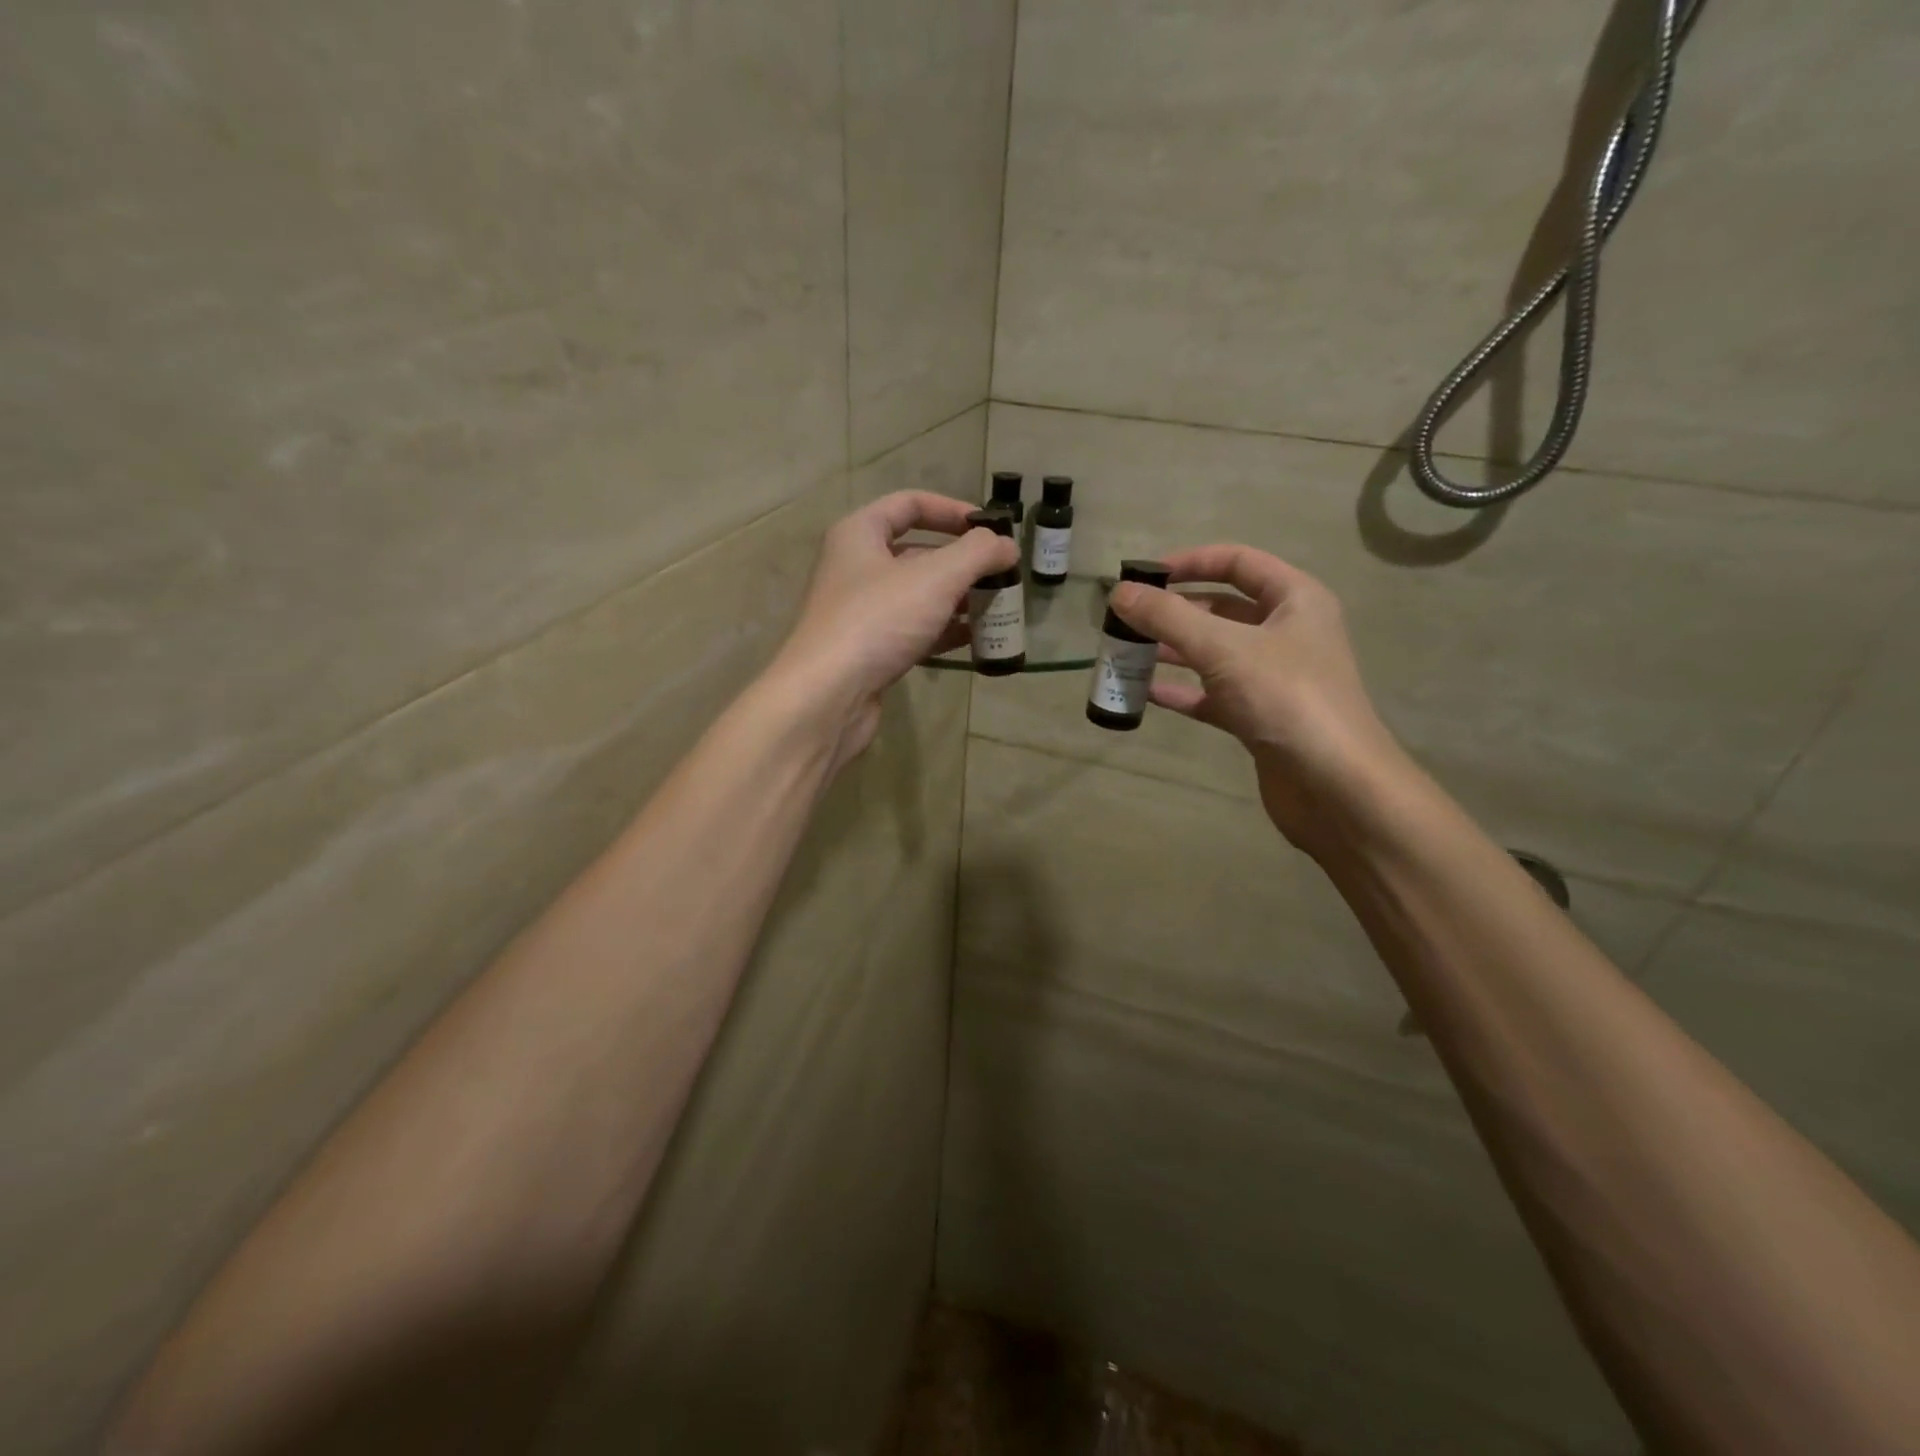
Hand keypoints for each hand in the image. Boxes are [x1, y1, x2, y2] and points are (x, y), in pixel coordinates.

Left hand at [768, 491, 1017, 763]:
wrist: (828, 695)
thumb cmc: (879, 620)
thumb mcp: (936, 577)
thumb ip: (978, 553)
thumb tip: (1007, 545)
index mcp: (860, 534)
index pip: (909, 504)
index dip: (952, 510)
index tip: (990, 529)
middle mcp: (856, 568)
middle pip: (918, 553)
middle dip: (963, 563)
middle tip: (1002, 575)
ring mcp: (862, 613)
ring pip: (919, 596)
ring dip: (958, 600)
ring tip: (998, 608)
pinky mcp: (870, 651)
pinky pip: (914, 631)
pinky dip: (944, 631)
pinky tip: (976, 640)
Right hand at [1108, 544, 1403, 853]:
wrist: (1335, 786)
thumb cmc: (1286, 698)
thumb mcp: (1223, 648)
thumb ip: (1168, 617)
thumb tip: (1120, 592)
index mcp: (1295, 600)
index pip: (1238, 562)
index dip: (1190, 562)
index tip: (1144, 576)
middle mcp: (1288, 632)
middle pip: (1222, 608)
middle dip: (1174, 611)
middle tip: (1127, 620)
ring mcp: (1274, 678)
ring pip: (1214, 653)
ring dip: (1173, 651)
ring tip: (1127, 653)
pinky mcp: (1260, 716)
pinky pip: (1213, 695)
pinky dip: (1182, 691)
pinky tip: (1146, 694)